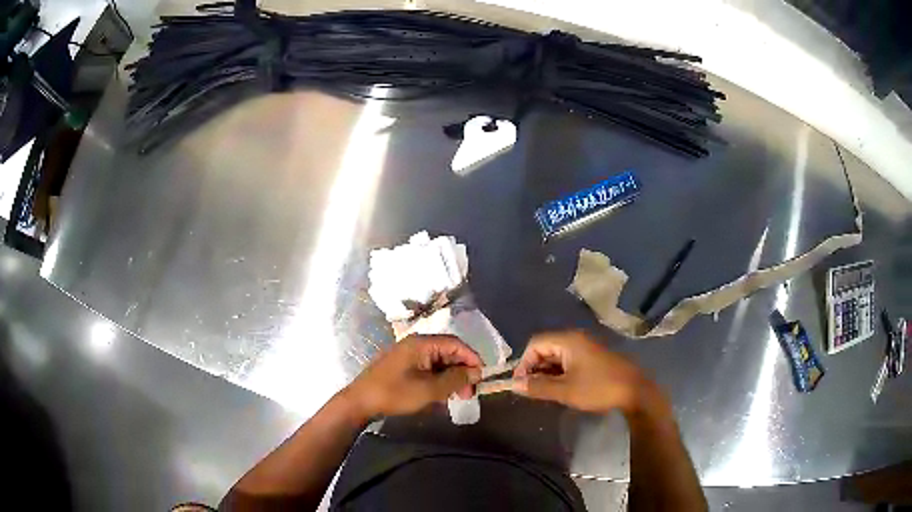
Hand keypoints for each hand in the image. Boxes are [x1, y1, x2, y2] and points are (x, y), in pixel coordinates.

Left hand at [344, 334, 482, 419]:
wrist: (360, 402)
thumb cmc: (395, 394)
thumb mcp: (430, 389)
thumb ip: (455, 379)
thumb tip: (476, 371)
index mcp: (422, 343)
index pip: (456, 344)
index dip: (472, 360)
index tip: (480, 378)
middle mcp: (415, 344)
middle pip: (448, 352)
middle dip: (462, 371)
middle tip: (469, 393)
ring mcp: (407, 354)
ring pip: (438, 362)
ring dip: (450, 378)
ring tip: (456, 397)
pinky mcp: (402, 365)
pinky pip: (427, 368)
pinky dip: (438, 380)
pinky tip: (440, 395)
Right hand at [513, 331, 666, 415]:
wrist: (635, 392)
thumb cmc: (599, 388)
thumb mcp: (565, 390)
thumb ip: (538, 386)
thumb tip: (514, 384)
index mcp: (568, 340)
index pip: (535, 343)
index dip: (524, 362)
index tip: (521, 383)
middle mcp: (576, 339)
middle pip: (546, 348)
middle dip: (535, 368)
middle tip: (531, 390)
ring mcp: (586, 348)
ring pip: (557, 356)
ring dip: (547, 372)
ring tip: (544, 392)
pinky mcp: (593, 358)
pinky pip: (568, 361)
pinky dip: (560, 373)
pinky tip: (560, 389)